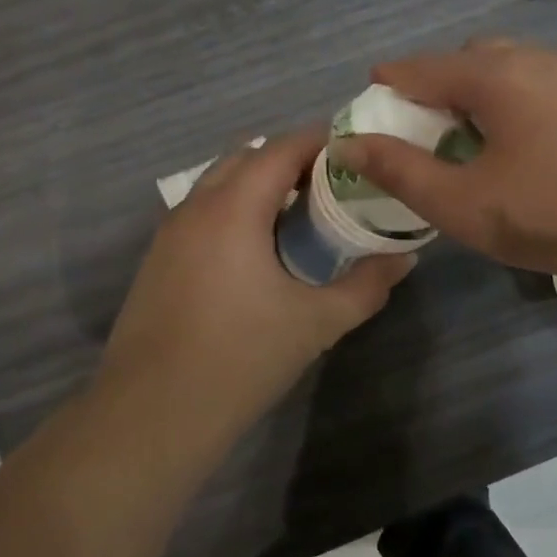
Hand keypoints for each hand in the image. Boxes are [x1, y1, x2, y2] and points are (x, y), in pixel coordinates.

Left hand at [98, 127, 413, 443]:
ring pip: (218, 183)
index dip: (320, 142)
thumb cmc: (240, 359)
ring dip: (257, 185)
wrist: (151, 415)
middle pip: (246, 156)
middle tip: (331, 187)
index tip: (355, 154)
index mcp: (233, 207)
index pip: (281, 148)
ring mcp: (169, 232)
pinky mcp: (157, 259)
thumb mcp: (316, 323)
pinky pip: (202, 211)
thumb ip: (366, 286)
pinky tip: (256, 253)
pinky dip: (233, 210)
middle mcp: (196, 206)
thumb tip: (405, 259)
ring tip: (298, 217)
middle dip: (289, 160)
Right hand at [331, 40, 556, 298]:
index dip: (389, 82)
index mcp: (493, 75)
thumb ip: (401, 172)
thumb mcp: (466, 203)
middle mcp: (534, 60)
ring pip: (512, 70)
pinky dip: (518, 105)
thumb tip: (349, 144)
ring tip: (476, 141)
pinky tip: (529, 148)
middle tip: (426, 127)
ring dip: (482, 95)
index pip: (421, 67)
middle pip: (469, 59)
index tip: (370, 95)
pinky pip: (544, 87)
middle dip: (438, 84)